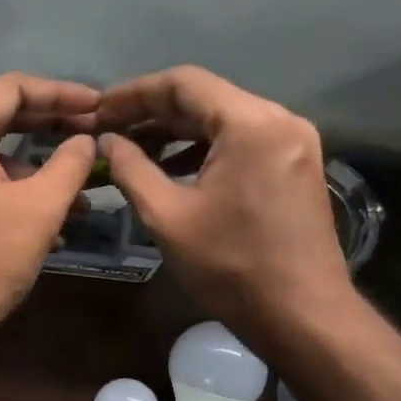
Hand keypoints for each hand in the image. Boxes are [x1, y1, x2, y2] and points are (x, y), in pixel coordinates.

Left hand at [0, 73, 99, 341]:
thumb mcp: (39, 207)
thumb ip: (69, 163)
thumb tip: (86, 141)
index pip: (11, 89)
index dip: (60, 93)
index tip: (98, 105)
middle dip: (50, 127)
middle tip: (92, 134)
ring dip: (35, 169)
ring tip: (80, 192)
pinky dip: (11, 191)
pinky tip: (47, 221)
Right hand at [96, 66, 352, 340]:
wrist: (303, 316)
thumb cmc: (231, 267)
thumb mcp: (167, 216)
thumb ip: (131, 168)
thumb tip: (107, 140)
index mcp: (251, 124)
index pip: (183, 84)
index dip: (134, 93)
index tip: (98, 110)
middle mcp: (279, 120)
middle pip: (205, 98)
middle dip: (152, 112)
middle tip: (108, 129)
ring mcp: (293, 142)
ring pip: (222, 119)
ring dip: (176, 131)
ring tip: (132, 148)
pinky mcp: (295, 165)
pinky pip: (241, 140)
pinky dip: (203, 148)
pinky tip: (171, 167)